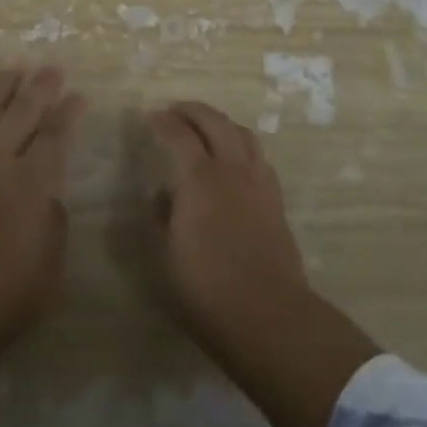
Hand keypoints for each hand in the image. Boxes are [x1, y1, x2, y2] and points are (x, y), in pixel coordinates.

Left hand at [0, 67, 84, 358]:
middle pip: (21, 114)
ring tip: (12, 70)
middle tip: (52, 69)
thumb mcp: (46, 274)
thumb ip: (53, 227)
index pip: (55, 137)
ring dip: (0, 89)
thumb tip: (49, 198)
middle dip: (40, 88)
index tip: (78, 96)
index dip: (69, 113)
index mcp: (30, 186)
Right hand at [147, 99, 380, 426]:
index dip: (163, 122)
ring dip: (220, 122)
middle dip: (193, 110)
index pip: (179, 134)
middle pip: (215, 121)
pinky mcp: (275, 199)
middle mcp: (231, 169)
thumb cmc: (206, 290)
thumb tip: (162, 195)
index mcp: (199, 178)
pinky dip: (241, 144)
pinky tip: (234, 159)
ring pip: (242, 133)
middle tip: (176, 110)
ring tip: (206, 127)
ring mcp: (258, 181)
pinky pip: (258, 155)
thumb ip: (160, 218)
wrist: (268, 315)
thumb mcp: (164, 257)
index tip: (151, 117)